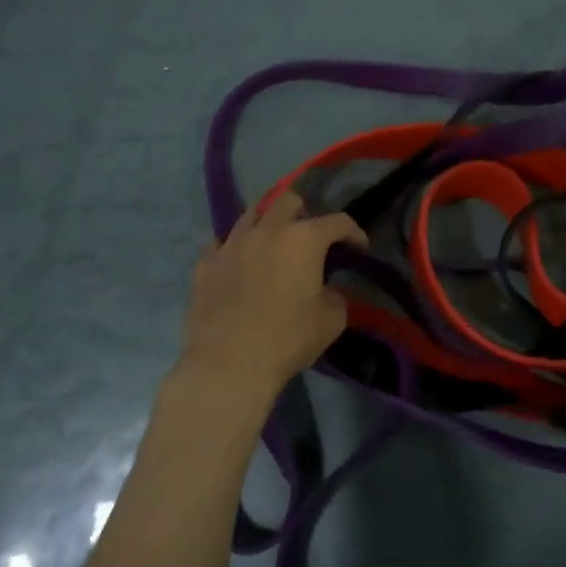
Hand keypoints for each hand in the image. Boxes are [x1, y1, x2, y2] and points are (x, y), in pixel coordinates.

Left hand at [175, 192, 367, 411]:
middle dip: (304, 214)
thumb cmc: (288, 339)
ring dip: (267, 225)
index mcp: (304, 239)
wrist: (228, 364)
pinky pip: (221, 244)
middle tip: (310, 238)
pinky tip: (238, 265)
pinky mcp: (205, 264)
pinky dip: (234, 250)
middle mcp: (267, 230)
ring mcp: (231, 244)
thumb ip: (336, 295)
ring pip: (251, 215)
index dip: (354, 233)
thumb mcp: (332, 320)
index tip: (360, 249)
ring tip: (272, 246)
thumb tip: (328, 290)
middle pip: (288, 201)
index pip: (338, 222)